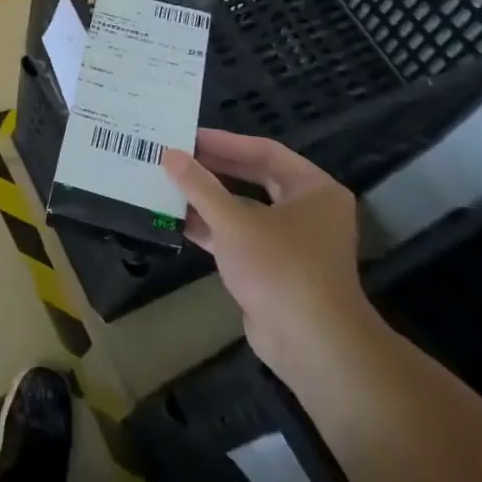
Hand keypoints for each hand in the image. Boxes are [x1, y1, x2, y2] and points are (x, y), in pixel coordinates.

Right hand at [162, 131, 376, 378]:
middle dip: (214, 169)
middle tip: (176, 156)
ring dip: (208, 200)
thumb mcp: (234, 221)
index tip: (188, 136)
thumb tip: (170, 154)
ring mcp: (291, 242)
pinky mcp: (274, 269)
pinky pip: (239, 238)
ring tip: (168, 184)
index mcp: (313, 189)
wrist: (311, 345)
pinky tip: (177, 220)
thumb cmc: (280, 268)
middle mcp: (307, 211)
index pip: (264, 151)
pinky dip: (212, 229)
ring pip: (244, 210)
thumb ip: (199, 186)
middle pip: (254, 178)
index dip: (225, 142)